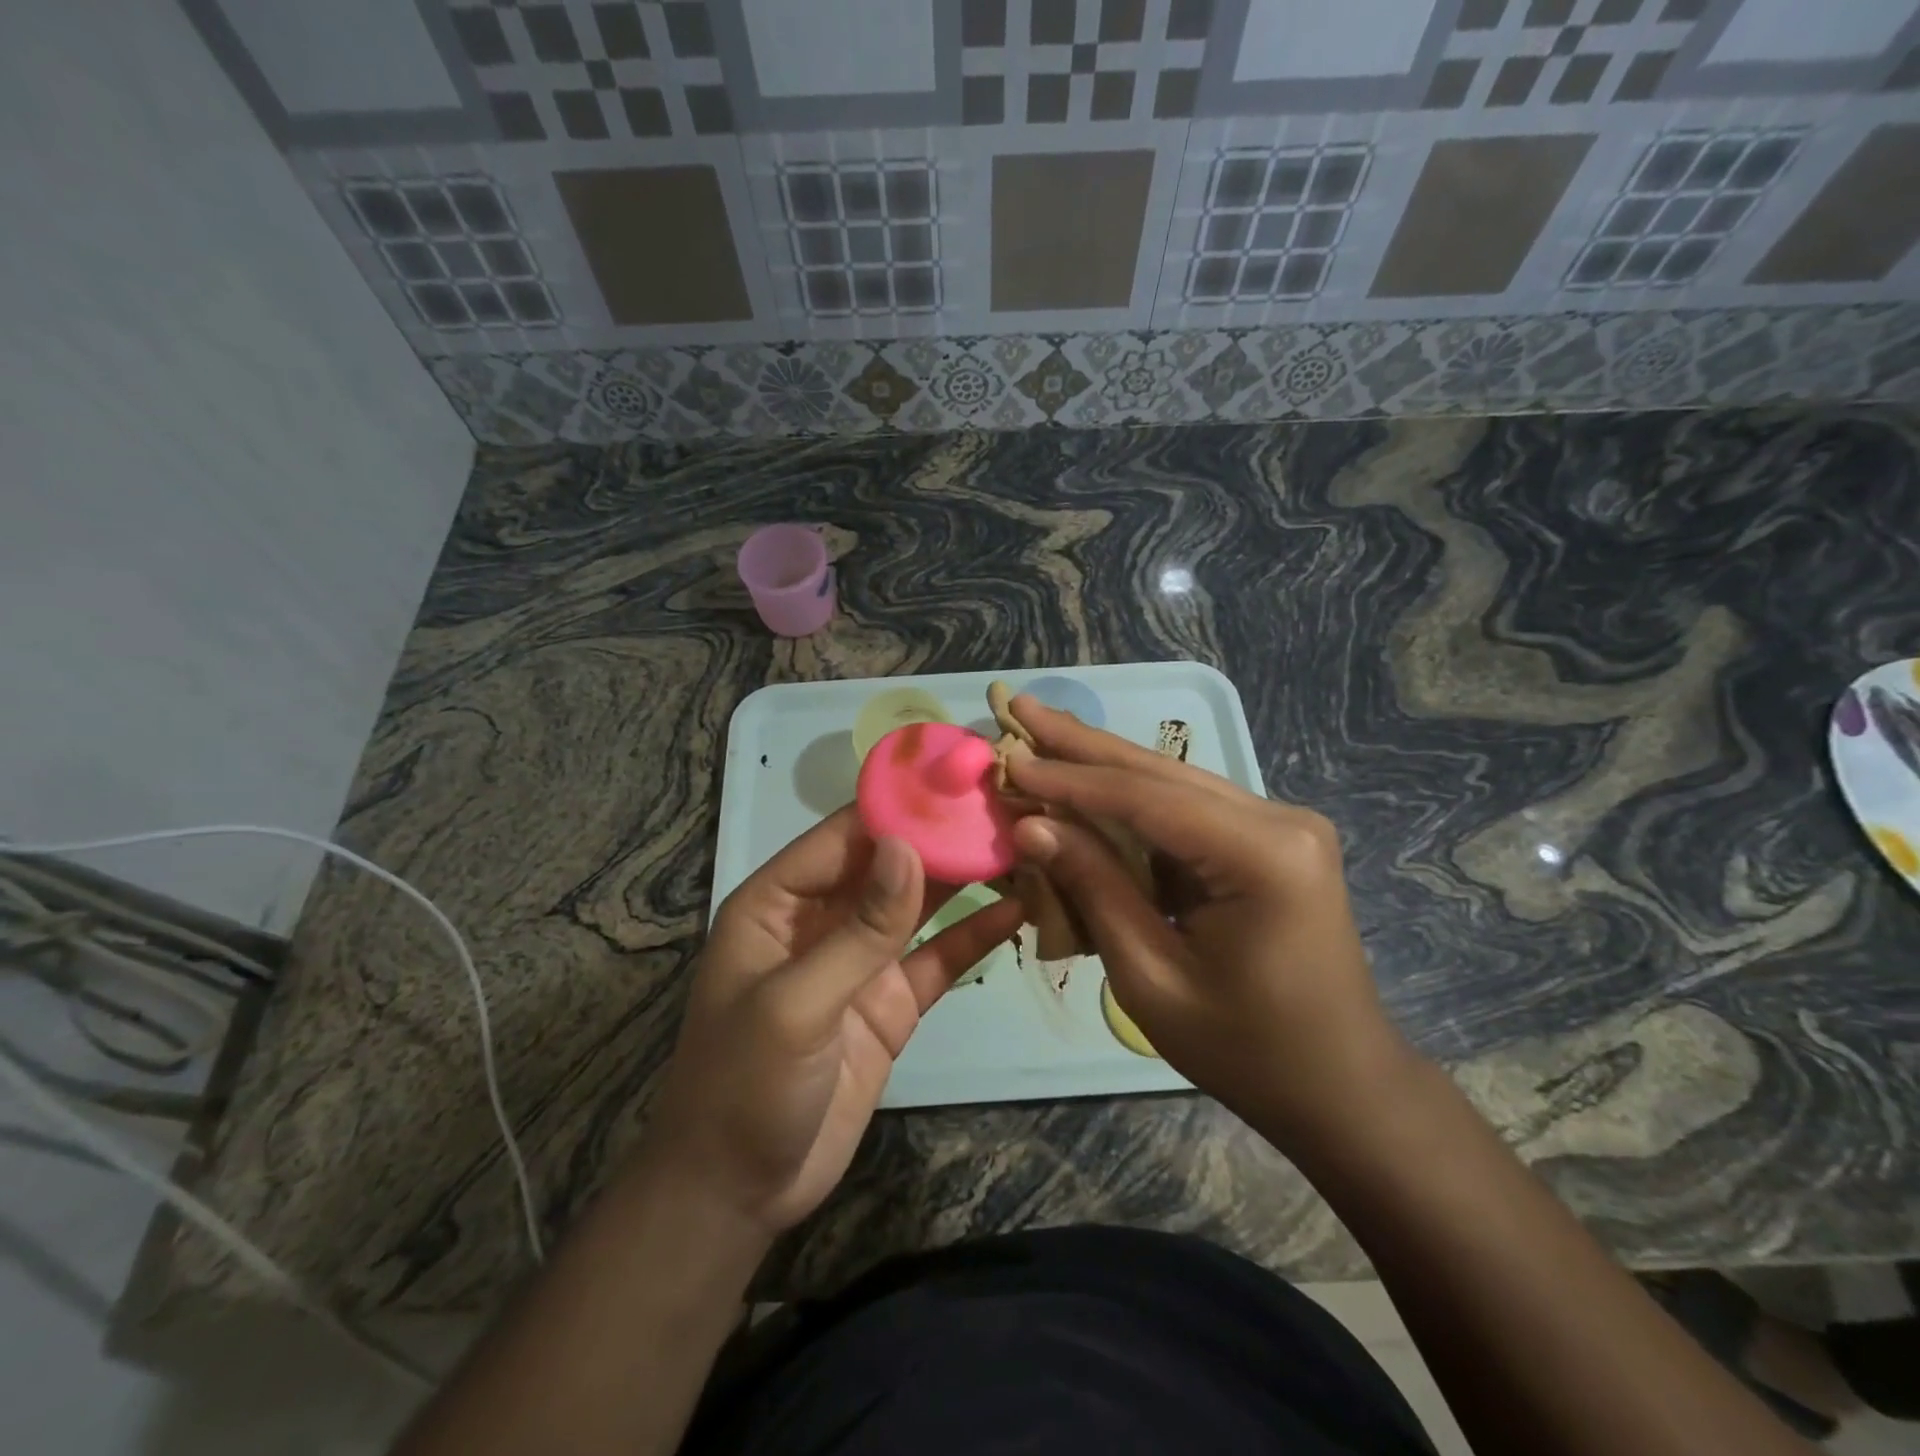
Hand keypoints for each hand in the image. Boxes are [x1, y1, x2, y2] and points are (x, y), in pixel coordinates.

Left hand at [638, 807, 1023, 1237]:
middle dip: (940, 836)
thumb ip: (859, 929)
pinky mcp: (892, 1002)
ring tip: (1021, 844)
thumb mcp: (796, 1004)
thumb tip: (908, 846)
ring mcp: (861, 960)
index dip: (898, 806)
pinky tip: (1017, 911)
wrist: (740, 1193)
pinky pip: (937, 958)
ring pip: (918, 904)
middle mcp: (822, 919)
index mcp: (779, 901)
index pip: (844, 835)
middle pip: (888, 863)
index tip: (958, 780)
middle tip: (1006, 805)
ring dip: (963, 877)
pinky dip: (974, 935)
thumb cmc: (745, 1087)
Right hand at [1005, 696, 1414, 1143]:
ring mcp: (1279, 825)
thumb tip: (1031, 825)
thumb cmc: (1245, 1048)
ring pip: (1170, 784)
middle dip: (1082, 744)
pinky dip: (1130, 804)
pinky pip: (1185, 812)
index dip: (1070, 779)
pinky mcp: (1268, 840)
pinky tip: (1086, 782)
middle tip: (1020, 706)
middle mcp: (1279, 820)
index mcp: (1263, 856)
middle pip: (1159, 772)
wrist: (1339, 1085)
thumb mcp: (1152, 978)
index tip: (1010, 757)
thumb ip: (1094, 890)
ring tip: (1042, 733)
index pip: (1146, 798)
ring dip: (1102, 766)